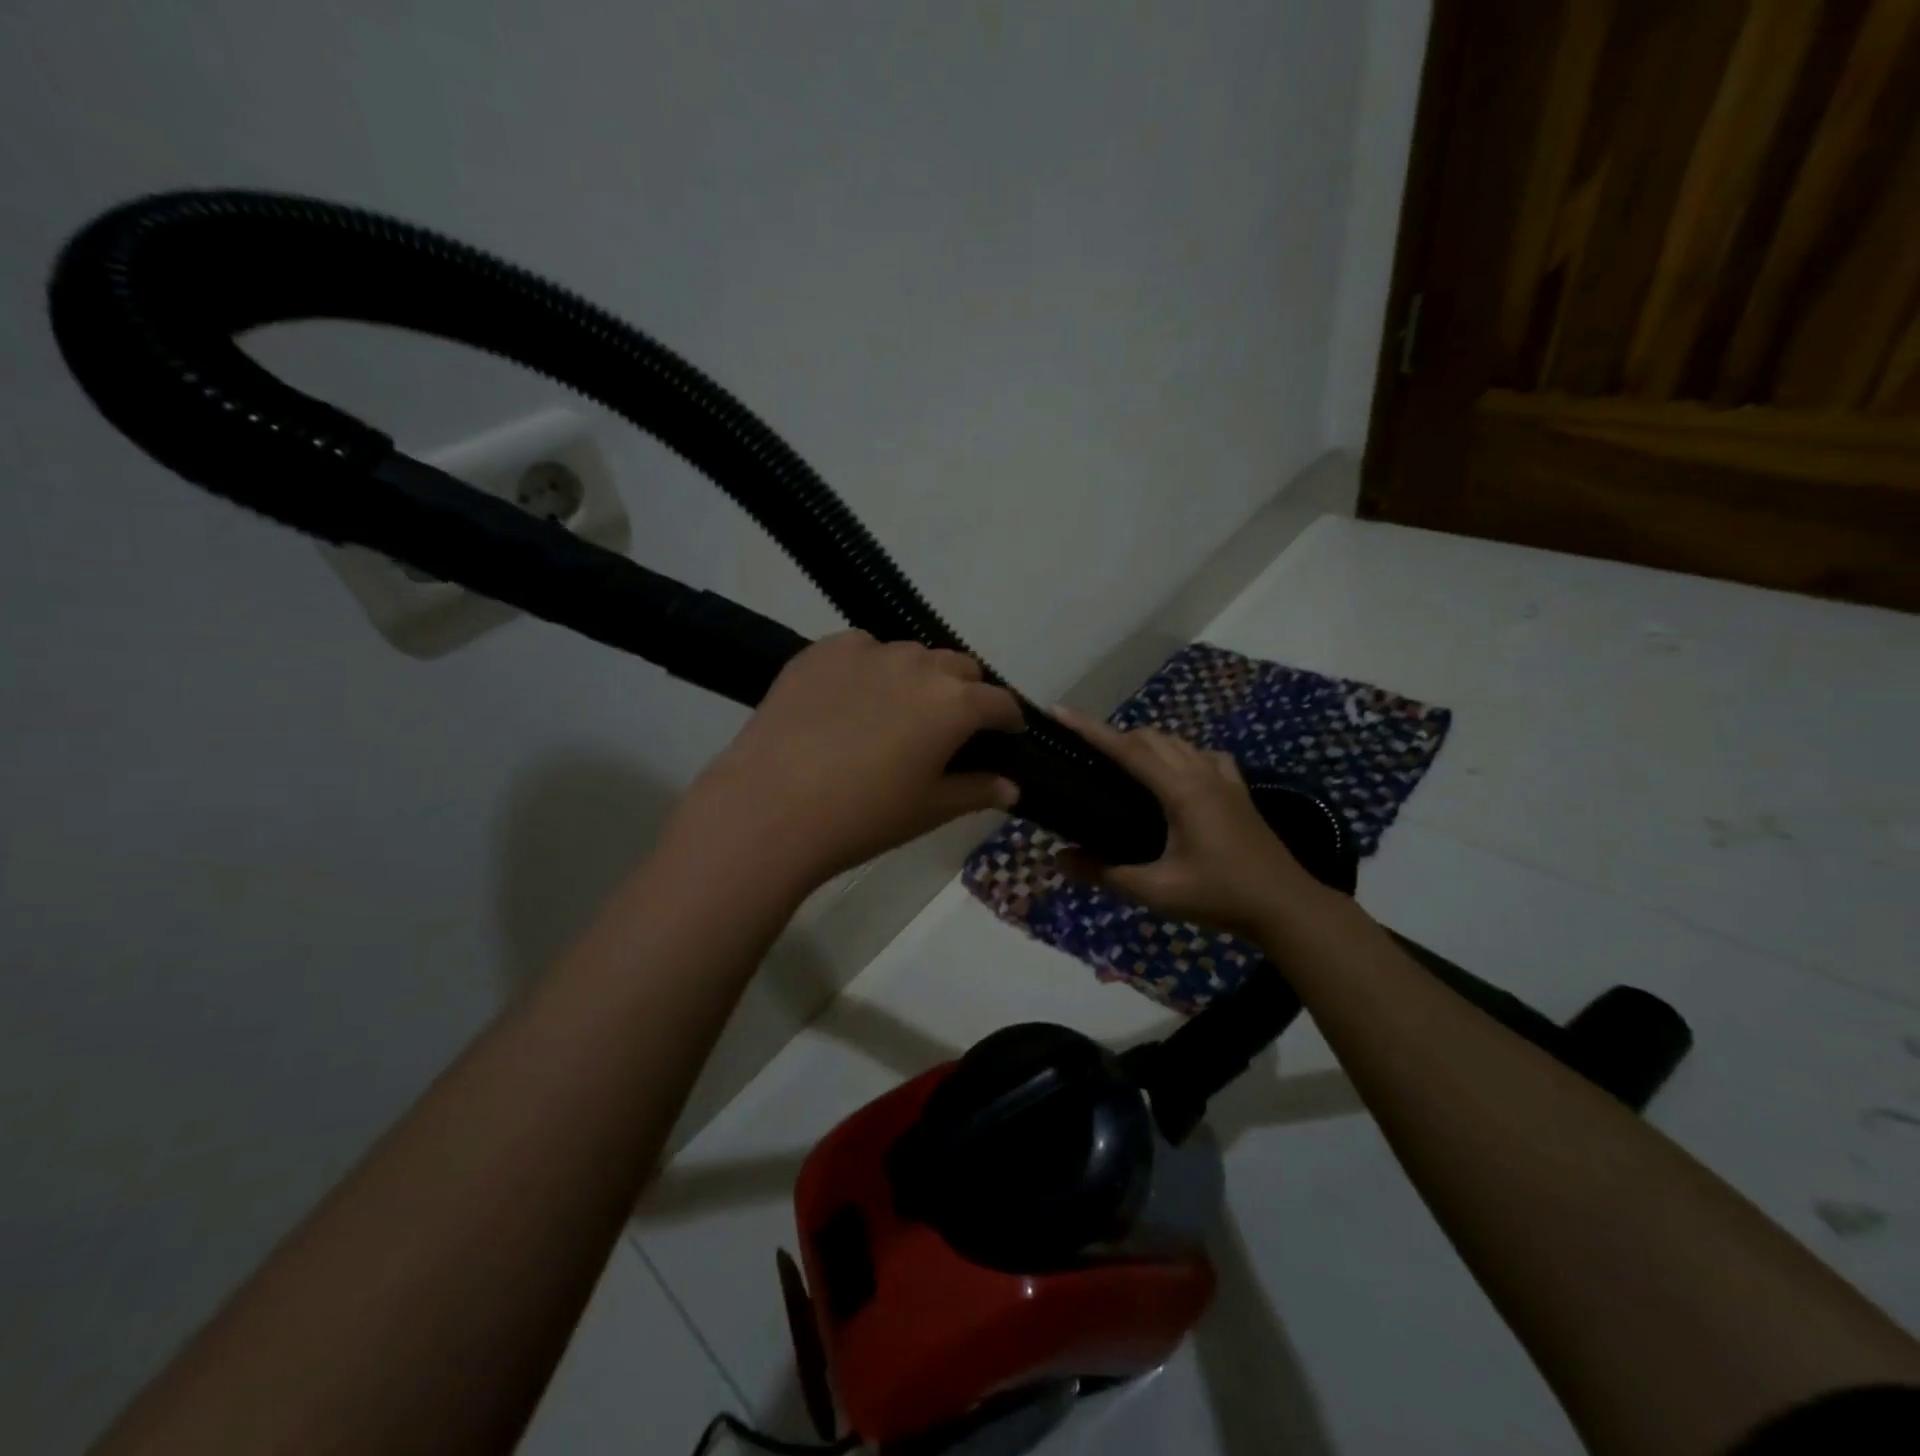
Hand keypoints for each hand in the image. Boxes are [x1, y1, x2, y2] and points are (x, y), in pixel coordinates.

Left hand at [669, 632, 1024, 893]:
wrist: (770, 808)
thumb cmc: (862, 817)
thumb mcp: (929, 810)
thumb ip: (977, 791)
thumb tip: (1012, 786)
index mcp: (954, 703)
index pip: (999, 701)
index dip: (1008, 719)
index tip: (1006, 735)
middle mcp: (918, 664)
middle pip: (959, 667)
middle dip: (966, 692)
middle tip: (950, 727)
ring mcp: (867, 651)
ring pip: (911, 655)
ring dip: (918, 678)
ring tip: (897, 711)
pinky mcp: (822, 650)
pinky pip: (862, 649)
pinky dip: (871, 668)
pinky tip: (851, 699)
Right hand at [1052, 708, 1329, 939]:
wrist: (1286, 907)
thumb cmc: (1220, 896)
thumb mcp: (1157, 890)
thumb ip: (1105, 873)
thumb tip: (1059, 861)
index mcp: (1181, 790)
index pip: (1128, 749)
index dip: (1090, 729)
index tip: (1060, 712)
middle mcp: (1202, 773)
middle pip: (1151, 738)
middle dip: (1114, 736)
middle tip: (1083, 751)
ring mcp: (1225, 779)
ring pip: (1178, 742)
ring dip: (1146, 742)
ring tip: (1121, 762)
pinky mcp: (1238, 791)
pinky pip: (1204, 756)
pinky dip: (1181, 754)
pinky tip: (1176, 774)